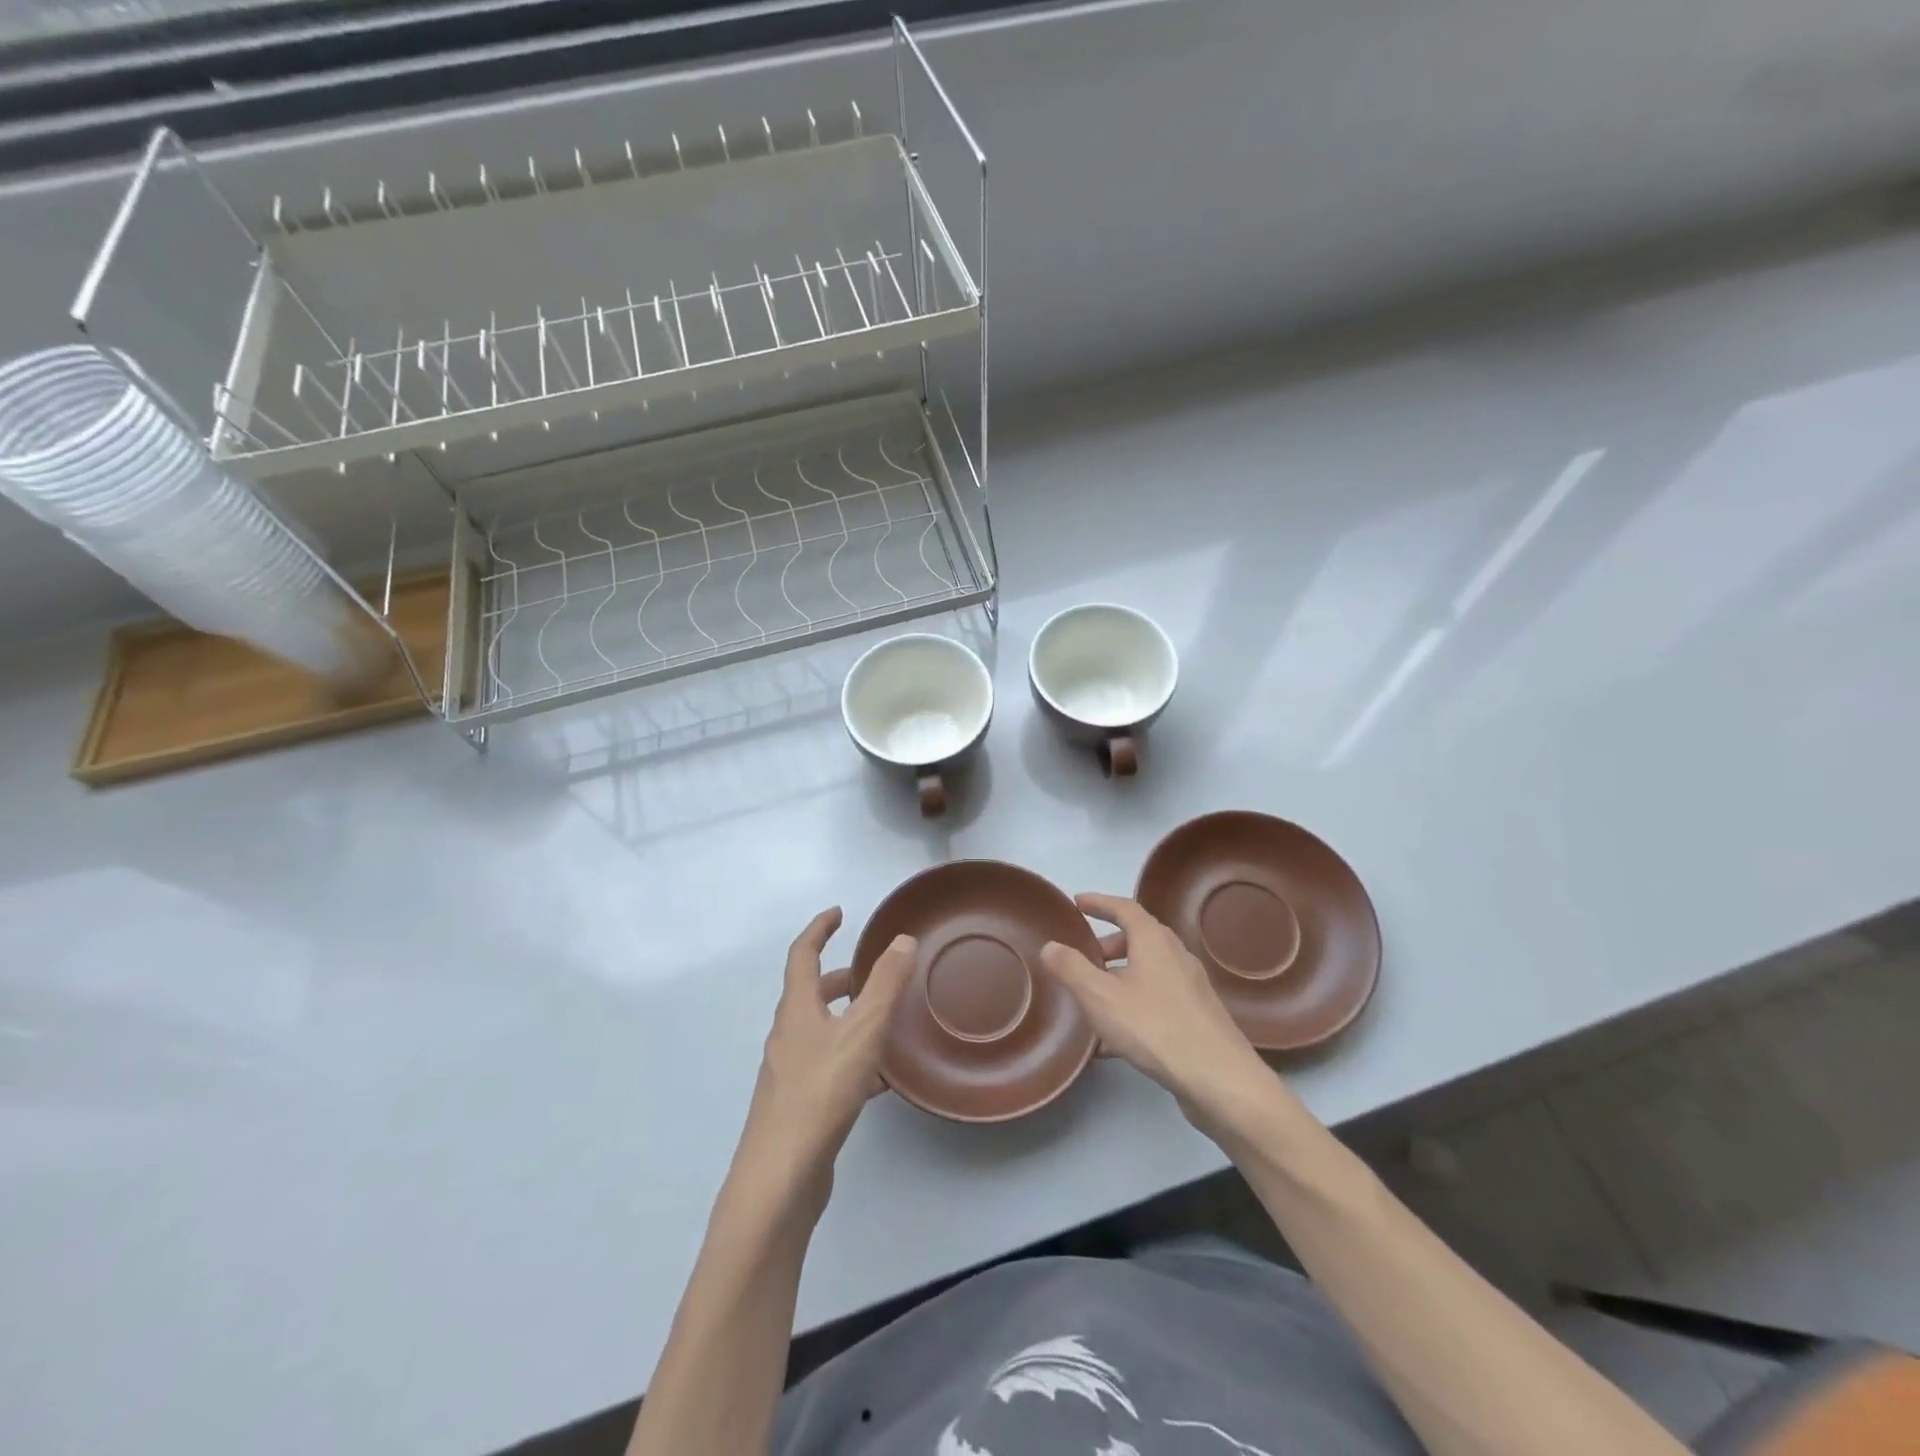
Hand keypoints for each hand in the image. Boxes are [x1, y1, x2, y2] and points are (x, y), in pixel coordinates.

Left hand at [735, 909, 917, 1204]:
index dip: (819, 929)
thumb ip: (885, 984)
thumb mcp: (862, 1031)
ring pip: (821, 1032)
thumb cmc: (820, 1092)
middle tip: (871, 973)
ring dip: (848, 1018)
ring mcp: (789, 1073)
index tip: (839, 913)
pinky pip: (828, 1066)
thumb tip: (902, 939)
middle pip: (810, 994)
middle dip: (839, 978)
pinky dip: (852, 1058)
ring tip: (885, 1022)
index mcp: (796, 1010)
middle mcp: (787, 1036)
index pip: (802, 955)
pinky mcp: (798, 1106)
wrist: (780, 1177)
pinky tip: (880, 1081)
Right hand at [1040, 893, 1273, 1136]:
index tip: (1077, 903)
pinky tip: (1112, 1041)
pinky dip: (1132, 1006)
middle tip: (1081, 958)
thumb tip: (1050, 945)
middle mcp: (1176, 956)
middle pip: (1138, 939)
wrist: (1220, 1080)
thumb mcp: (1100, 997)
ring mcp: (1190, 988)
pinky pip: (1156, 1000)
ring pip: (1147, 972)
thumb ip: (1071, 969)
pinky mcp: (1197, 1018)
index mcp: (1154, 940)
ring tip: (1091, 1000)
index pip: (1125, 908)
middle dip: (1107, 945)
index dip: (1099, 902)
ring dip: (1118, 978)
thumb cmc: (1155, 1027)